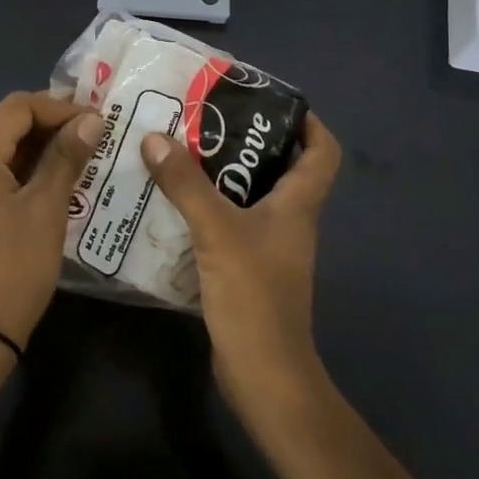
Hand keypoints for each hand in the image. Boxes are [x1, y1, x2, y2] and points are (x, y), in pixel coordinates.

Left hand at [0, 91, 103, 353]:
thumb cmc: (13, 266)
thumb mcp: (47, 207)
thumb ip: (67, 157)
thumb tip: (92, 120)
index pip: (19, 107)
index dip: (61, 107)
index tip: (99, 121)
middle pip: (9, 124)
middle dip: (53, 125)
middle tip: (97, 136)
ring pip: (4, 148)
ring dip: (43, 148)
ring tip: (85, 156)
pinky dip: (27, 169)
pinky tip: (59, 181)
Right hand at [141, 115, 342, 417]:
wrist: (263, 376)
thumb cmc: (254, 296)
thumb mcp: (217, 232)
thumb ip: (186, 184)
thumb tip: (155, 137)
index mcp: (298, 205)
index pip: (323, 153)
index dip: (309, 123)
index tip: (273, 102)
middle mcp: (288, 221)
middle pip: (280, 168)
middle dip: (247, 141)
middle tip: (205, 120)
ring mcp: (268, 247)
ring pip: (249, 196)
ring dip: (219, 174)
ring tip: (180, 152)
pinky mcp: (246, 268)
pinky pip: (228, 224)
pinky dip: (206, 208)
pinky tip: (171, 202)